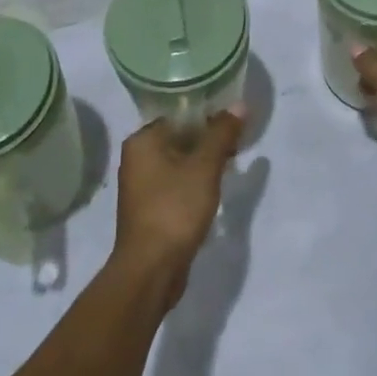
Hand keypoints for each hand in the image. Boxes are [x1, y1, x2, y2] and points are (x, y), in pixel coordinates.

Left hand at [112, 111, 244, 304]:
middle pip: (180, 138)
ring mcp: (141, 186)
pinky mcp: (150, 209)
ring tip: (231, 165)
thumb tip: (239, 104)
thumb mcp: (204, 167)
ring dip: (204, 163)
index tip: (234, 124)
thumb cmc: (175, 209)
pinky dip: (194, 183)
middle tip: (238, 144)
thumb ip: (222, 133)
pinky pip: (176, 184)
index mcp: (142, 140)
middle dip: (209, 141)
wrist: (151, 270)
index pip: (179, 115)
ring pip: (179, 162)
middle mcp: (137, 158)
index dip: (208, 116)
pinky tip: (214, 190)